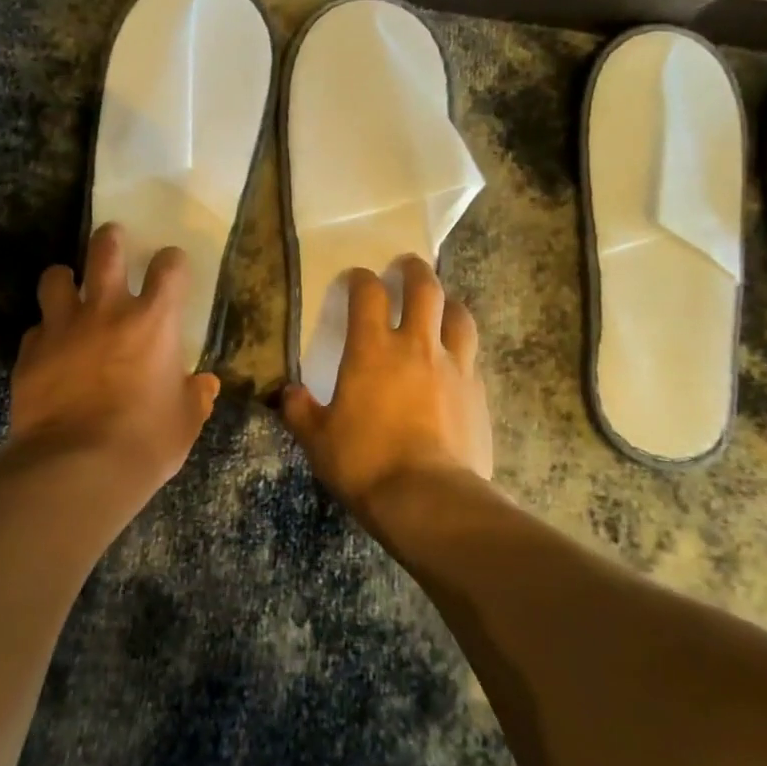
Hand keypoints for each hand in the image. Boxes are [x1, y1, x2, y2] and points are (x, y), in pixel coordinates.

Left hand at [10, 224, 219, 488]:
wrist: (78, 468)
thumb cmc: (146, 441)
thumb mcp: (185, 421)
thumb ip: (196, 396)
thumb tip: (205, 385)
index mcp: (154, 321)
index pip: (170, 267)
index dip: (172, 261)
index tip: (171, 267)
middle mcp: (107, 311)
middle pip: (105, 249)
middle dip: (111, 238)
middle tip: (114, 240)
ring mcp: (63, 327)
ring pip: (56, 277)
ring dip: (65, 278)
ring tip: (69, 288)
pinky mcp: (31, 352)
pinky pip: (36, 328)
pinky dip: (45, 333)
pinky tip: (50, 349)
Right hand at [279, 257, 492, 510]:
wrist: (429, 500)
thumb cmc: (365, 464)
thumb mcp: (318, 441)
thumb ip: (301, 411)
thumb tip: (288, 393)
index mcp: (372, 350)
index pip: (367, 294)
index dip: (360, 279)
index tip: (355, 278)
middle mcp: (416, 346)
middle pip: (424, 289)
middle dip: (414, 270)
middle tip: (406, 266)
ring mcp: (454, 367)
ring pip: (458, 315)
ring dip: (447, 302)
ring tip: (440, 304)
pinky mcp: (478, 392)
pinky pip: (471, 356)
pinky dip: (461, 348)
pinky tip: (456, 360)